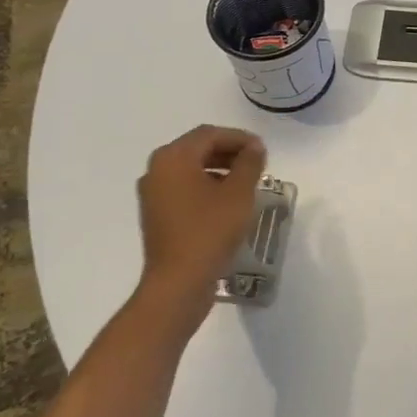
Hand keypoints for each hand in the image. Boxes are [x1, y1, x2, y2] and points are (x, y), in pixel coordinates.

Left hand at [131, 125, 266, 345]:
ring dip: (219, 170)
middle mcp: (157, 170)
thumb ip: (249, 163)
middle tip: (257, 164)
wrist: (178, 282)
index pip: (209, 134)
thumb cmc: (210, 231)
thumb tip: (254, 147)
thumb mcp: (238, 193)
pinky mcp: (156, 215)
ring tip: (246, 183)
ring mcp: (153, 194)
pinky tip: (227, 203)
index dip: (239, 138)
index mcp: (173, 158)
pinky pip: (184, 189)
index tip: (263, 150)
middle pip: (197, 149)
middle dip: (229, 152)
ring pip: (190, 170)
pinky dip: (206, 187)